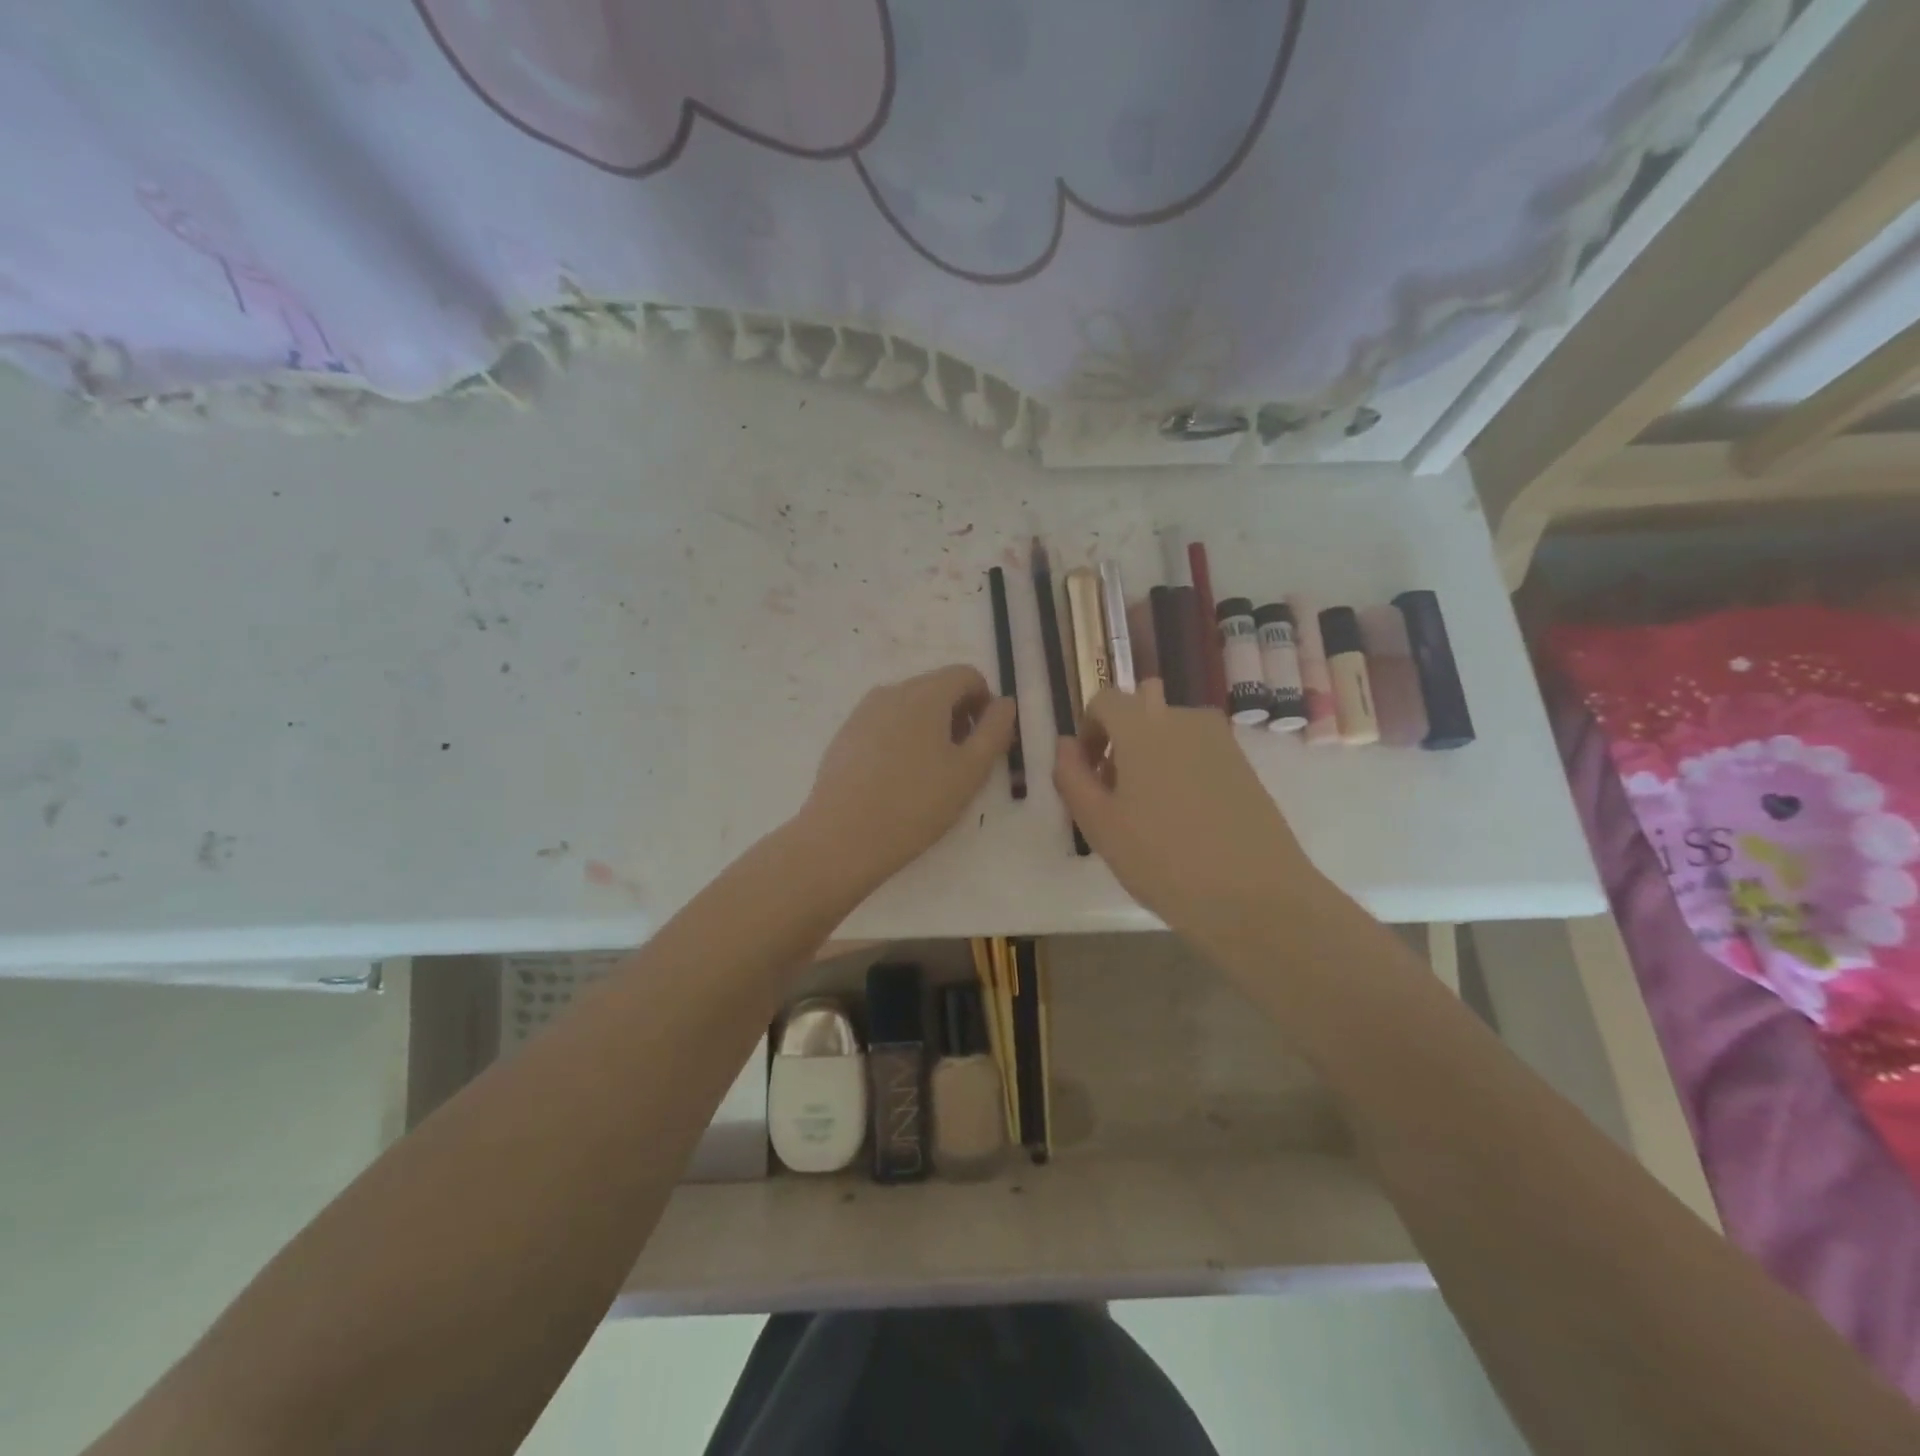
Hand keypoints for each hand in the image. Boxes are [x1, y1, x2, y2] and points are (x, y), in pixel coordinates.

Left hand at [796, 665, 1017, 890]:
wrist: (841, 838)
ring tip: (932, 776)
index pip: (967, 675)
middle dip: (959, 717)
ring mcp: (863, 713)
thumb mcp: (970, 771)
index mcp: (925, 693)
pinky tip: (899, 782)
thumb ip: (995, 730)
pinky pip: (885, 726)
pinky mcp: (845, 736)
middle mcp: (892, 691)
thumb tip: (1005, 703)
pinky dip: (902, 741)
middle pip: (937, 688)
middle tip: (964, 763)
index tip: (987, 742)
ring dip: (931, 729)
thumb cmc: (915, 803)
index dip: (986, 703)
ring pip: (910, 708)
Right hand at [1053, 681, 1319, 940]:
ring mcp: (1220, 740)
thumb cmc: (1163, 859)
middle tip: (1116, 790)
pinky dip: (1183, 768)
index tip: (1087, 772)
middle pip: (1142, 710)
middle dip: (1122, 739)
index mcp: (1142, 725)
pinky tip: (1186, 818)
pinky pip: (1200, 751)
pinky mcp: (1245, 765)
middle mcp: (1183, 719)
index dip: (1088, 731)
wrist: (1255, 896)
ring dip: (1153, 753)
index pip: (1105, 700)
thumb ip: (1072, 776)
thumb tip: (1066, 745)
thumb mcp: (1099, 824)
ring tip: (1150, 808)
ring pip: (1173, 731)